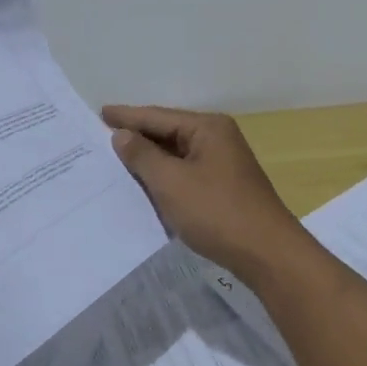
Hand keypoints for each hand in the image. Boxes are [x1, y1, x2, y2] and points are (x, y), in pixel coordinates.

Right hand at [101, 105, 306, 283]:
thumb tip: (122, 135)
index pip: (158, 116)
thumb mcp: (171, 182)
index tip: (99, 112)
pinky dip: (164, 177)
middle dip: (136, 137)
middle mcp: (217, 138)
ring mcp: (223, 163)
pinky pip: (185, 173)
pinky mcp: (223, 187)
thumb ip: (143, 155)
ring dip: (149, 159)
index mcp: (208, 127)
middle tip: (100, 137)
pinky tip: (145, 185)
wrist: (266, 253)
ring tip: (115, 159)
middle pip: (168, 132)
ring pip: (176, 155)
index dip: (127, 116)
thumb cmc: (216, 211)